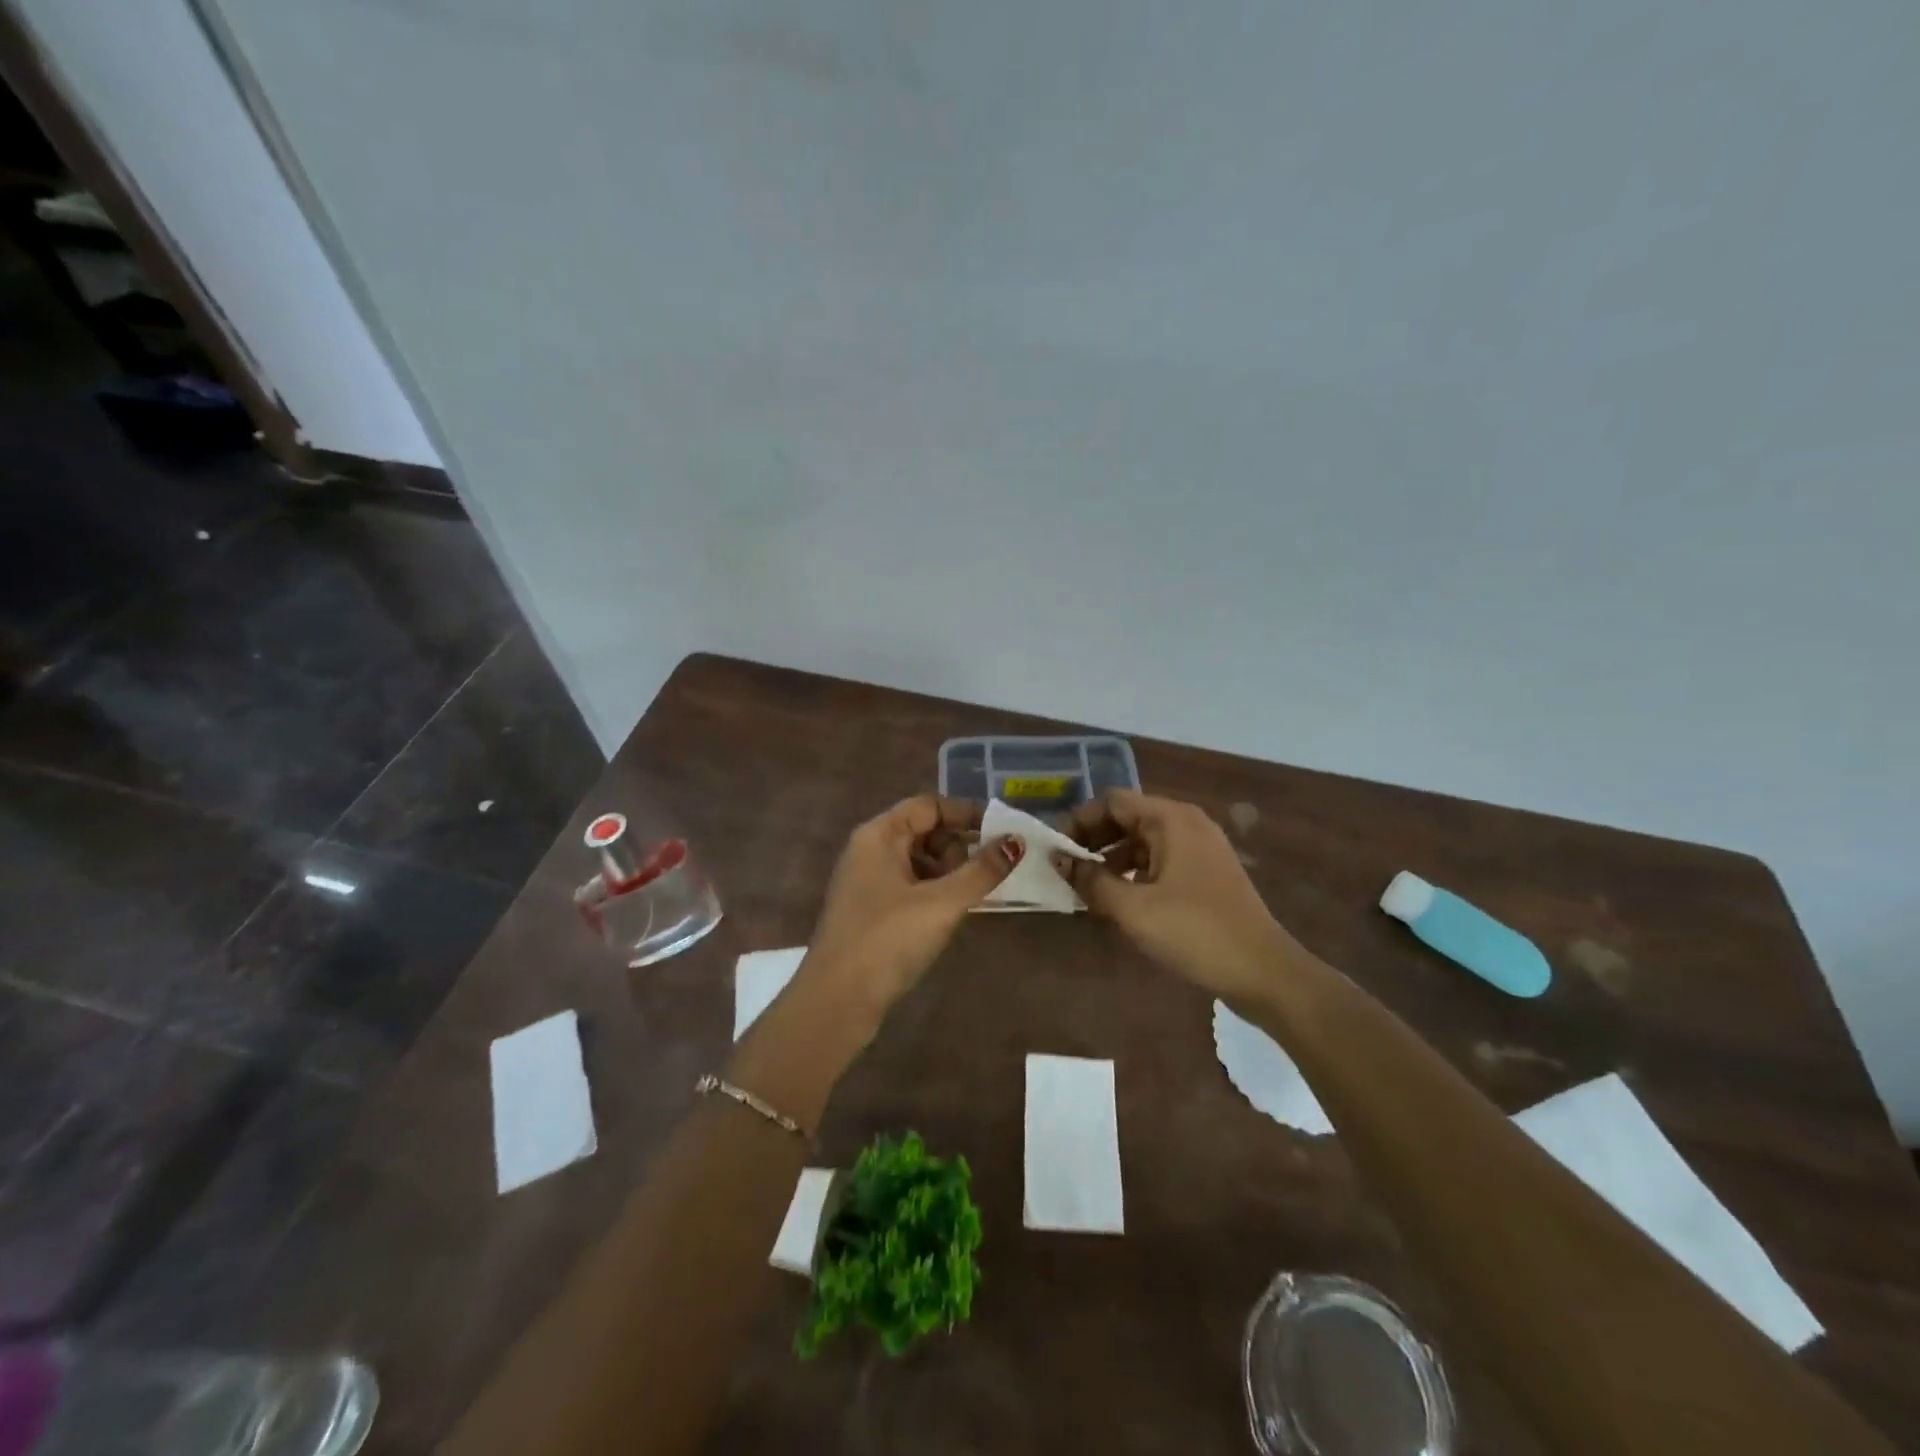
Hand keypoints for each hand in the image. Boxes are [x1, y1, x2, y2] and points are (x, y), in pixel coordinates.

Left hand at [804, 796, 1019, 1020]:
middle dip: (958, 847)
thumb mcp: (942, 902)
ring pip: (919, 861)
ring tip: (970, 899)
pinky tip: (951, 915)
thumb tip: (1017, 842)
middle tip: (983, 875)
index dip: (966, 814)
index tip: (1002, 833)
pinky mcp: (871, 911)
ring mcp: (868, 881)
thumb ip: (982, 871)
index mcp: (879, 835)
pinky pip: (911, 886)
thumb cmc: (887, 941)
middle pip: (924, 831)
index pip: (929, 806)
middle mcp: (870, 850)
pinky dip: (935, 892)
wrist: (836, 1002)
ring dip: (949, 873)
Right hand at [1055, 790, 1304, 1002]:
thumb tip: (1058, 860)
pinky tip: (1118, 900)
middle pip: (1127, 818)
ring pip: (1142, 842)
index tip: (1055, 849)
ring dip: (1111, 859)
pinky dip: (1134, 873)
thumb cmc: (1195, 932)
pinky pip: (1159, 861)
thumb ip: (1091, 880)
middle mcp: (1187, 824)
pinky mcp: (1206, 875)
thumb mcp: (1133, 908)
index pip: (1112, 801)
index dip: (1079, 820)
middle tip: (1065, 869)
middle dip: (1093, 840)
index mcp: (1171, 819)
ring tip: (1085, 888)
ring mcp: (1200, 849)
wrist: (1264, 972)